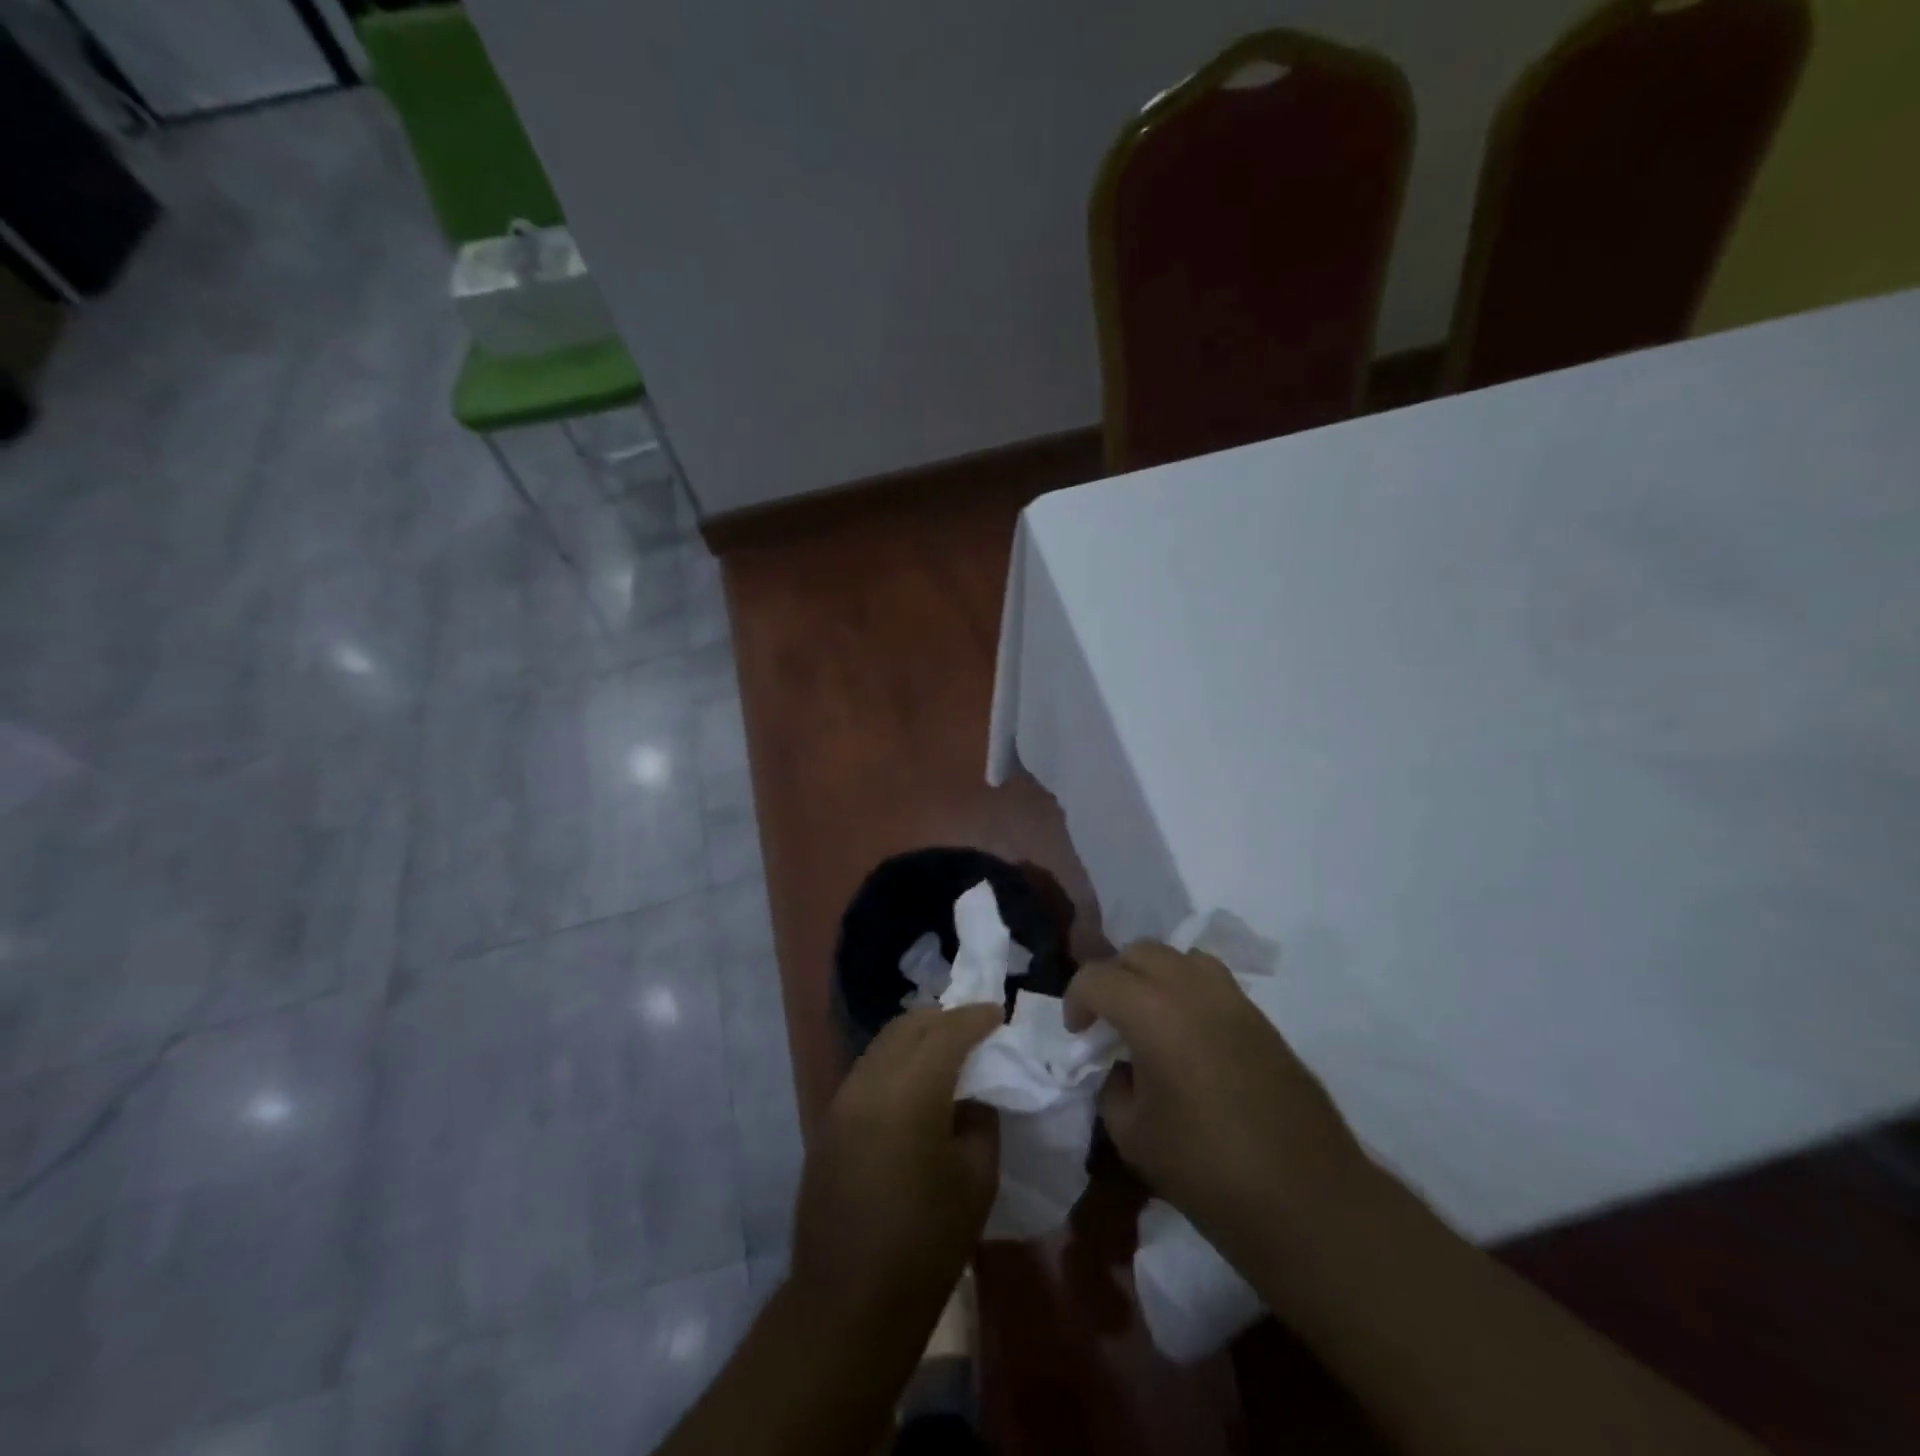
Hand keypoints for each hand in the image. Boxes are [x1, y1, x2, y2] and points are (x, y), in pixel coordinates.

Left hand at [788, 1005, 1002, 1332]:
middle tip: (974, 1028)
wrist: (848, 1303)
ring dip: (916, 1037)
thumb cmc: (926, 1244)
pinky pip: (868, 1069)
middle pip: (908, 1026)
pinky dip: (896, 1061)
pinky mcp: (829, 1120)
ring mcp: (843, 1099)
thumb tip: (972, 1096)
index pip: (947, 1031)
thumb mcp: (976, 1180)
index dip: (975, 1018)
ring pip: (884, 1044)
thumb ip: (980, 1120)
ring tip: (945, 1051)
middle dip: (944, 1019)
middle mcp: (870, 1081)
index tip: (997, 1014)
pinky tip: (914, 1084)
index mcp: (911, 1091)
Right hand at [1064, 942, 1372, 1270]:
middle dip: (1113, 977)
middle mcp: (1192, 989)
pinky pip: (1213, 982)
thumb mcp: (1133, 1135)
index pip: (1098, 977)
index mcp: (1153, 1011)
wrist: (1306, 1199)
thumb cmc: (1207, 1169)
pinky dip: (1188, 991)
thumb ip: (1113, 1086)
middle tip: (1108, 1021)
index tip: (1078, 1034)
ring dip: (1154, 976)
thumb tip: (1122, 1068)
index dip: (1076, 999)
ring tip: (1149, 1018)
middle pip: (1140, 952)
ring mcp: (1233, 1000)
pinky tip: (1188, 1036)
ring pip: (1181, 957)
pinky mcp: (1261, 1019)